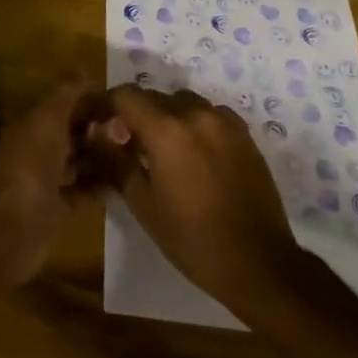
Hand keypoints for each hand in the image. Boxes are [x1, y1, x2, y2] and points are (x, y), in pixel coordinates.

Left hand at [0, 73, 113, 285]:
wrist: (8, 230)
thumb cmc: (28, 166)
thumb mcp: (47, 120)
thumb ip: (65, 95)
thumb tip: (83, 70)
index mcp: (32, 125)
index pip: (63, 106)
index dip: (89, 102)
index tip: (121, 102)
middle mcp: (37, 150)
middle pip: (71, 134)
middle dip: (99, 130)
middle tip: (134, 130)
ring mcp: (45, 182)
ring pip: (78, 163)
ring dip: (102, 158)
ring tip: (135, 155)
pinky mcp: (55, 211)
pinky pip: (82, 193)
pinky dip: (100, 188)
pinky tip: (125, 185)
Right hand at [100, 84, 304, 320]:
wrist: (259, 262)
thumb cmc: (193, 239)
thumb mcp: (143, 204)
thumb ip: (116, 162)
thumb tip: (97, 135)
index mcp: (167, 130)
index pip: (125, 95)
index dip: (106, 105)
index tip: (98, 124)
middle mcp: (196, 114)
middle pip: (154, 97)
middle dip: (135, 114)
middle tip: (126, 144)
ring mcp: (224, 121)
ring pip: (182, 103)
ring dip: (165, 117)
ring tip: (161, 150)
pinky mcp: (244, 133)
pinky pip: (208, 114)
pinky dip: (193, 124)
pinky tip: (193, 155)